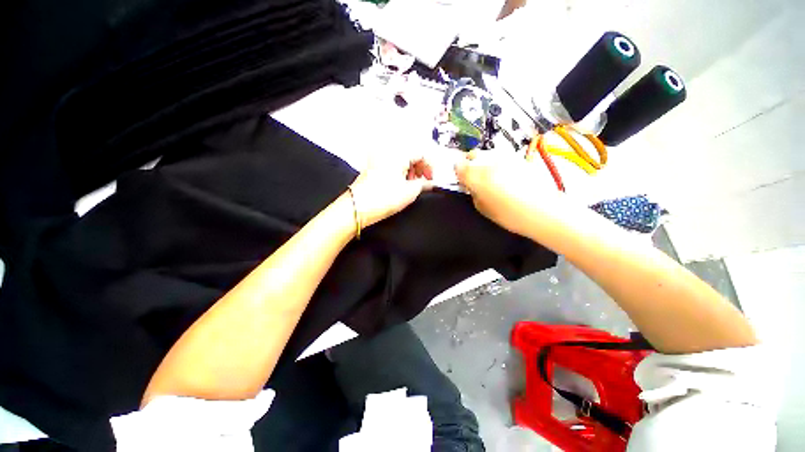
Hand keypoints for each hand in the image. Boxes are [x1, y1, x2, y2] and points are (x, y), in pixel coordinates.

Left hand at [349, 152, 433, 227]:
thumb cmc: (383, 198)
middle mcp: (388, 152)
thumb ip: (423, 184)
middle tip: (422, 183)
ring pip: (401, 161)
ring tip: (410, 186)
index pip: (421, 153)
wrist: (358, 207)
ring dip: (410, 172)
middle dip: (420, 169)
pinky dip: (399, 174)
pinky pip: (391, 166)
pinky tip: (399, 186)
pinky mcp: (372, 168)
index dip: (430, 167)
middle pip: (411, 156)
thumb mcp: (410, 192)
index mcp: (399, 153)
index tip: (432, 179)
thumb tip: (429, 183)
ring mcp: (378, 159)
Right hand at [454, 151, 558, 235]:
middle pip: (472, 155)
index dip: (457, 171)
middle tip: (474, 177)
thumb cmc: (509, 214)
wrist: (543, 211)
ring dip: (484, 162)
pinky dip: (498, 164)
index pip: (458, 164)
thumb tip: (470, 185)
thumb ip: (472, 192)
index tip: (460, 178)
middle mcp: (488, 161)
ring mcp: (505, 157)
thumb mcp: (482, 208)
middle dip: (470, 164)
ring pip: (487, 154)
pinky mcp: (518, 158)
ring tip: (490, 177)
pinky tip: (504, 177)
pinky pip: (501, 157)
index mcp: (475, 174)